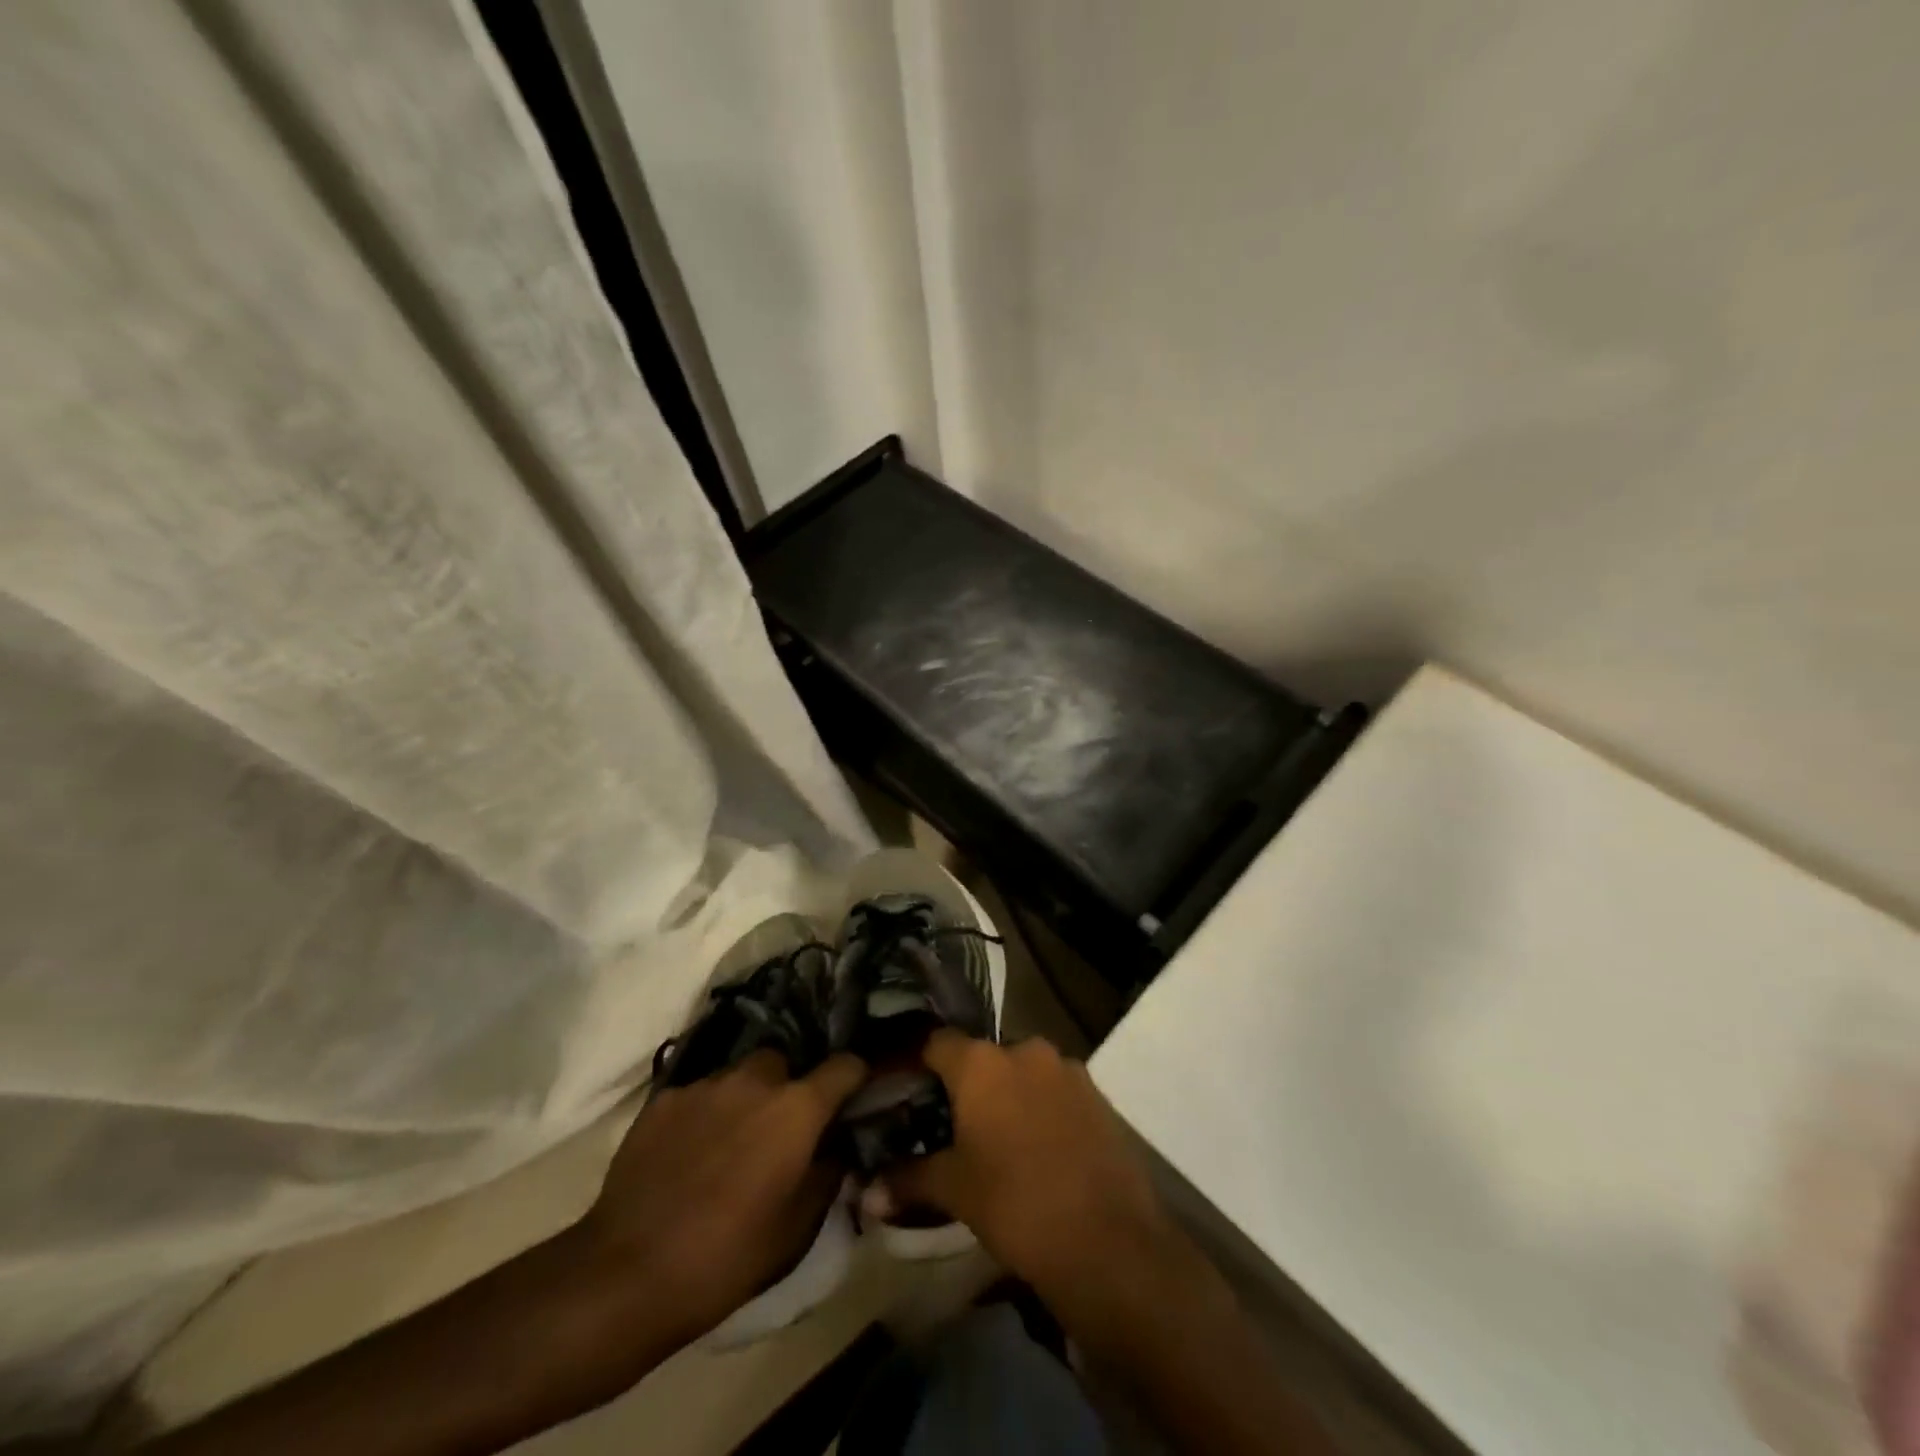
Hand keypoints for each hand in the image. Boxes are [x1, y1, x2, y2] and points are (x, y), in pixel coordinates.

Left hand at [571, 1050, 867, 1350]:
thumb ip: (828, 1173)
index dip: (855, 1079)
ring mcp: (706, 1084)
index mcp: (797, 1108)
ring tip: (731, 1142)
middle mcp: (755, 1080)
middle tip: (781, 1131)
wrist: (626, 1275)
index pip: (846, 1065)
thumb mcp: (797, 1229)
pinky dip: (705, 1113)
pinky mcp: (664, 1098)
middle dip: (789, 1089)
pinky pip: (700, 1094)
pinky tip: (690, 1153)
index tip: (854, 1098)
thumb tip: (837, 1146)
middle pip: (786, 1063)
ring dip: (746, 1098)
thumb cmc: (726, 1258)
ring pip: (740, 1075)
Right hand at [881, 1033, 1173, 1297]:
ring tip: (998, 1139)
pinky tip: (1039, 1148)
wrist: (1107, 1240)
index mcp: (982, 1062)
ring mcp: (1066, 1068)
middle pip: (982, 1056)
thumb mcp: (955, 1191)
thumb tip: (867, 1193)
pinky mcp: (1097, 1093)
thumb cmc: (1015, 1205)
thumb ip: (909, 1180)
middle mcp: (1024, 1049)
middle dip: (967, 1084)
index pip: (936, 1042)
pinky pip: (1055, 1089)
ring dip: (1008, 1095)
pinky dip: (1041, 1108)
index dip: (918, 1064)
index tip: (906, 1090)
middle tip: (953, 1124)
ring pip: (1022, 1072)